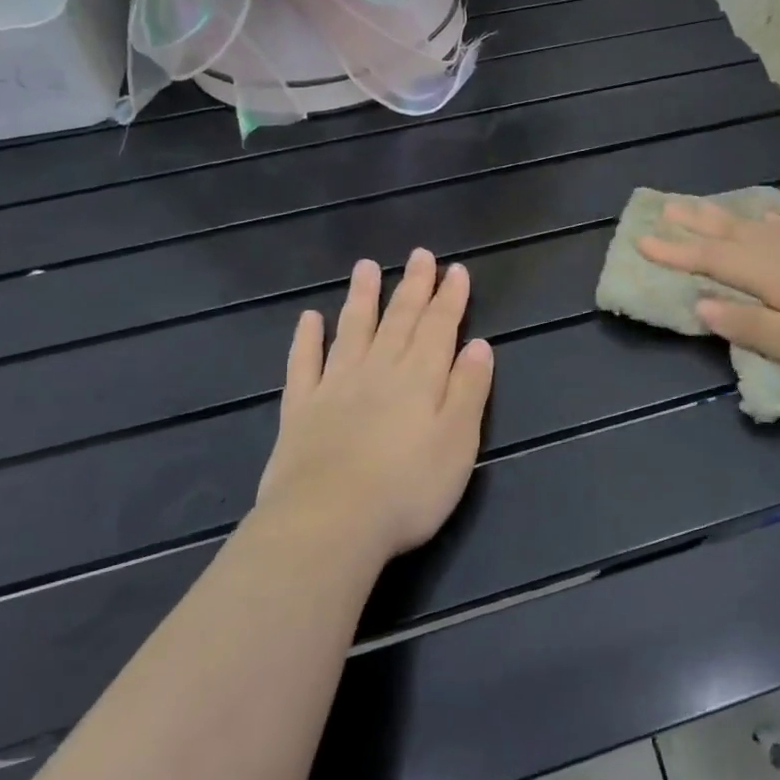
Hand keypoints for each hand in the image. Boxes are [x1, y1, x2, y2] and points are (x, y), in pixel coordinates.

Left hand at [257, 249, 493, 563]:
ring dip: (361, 298)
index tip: (456, 270)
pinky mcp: (299, 411)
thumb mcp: (458, 443)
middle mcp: (378, 370)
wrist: (328, 524)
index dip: (449, 298)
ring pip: (352, 330)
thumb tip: (479, 346)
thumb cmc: (408, 489)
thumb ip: (469, 391)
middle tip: (419, 255)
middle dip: (412, 286)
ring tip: (366, 267)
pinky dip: (307, 339)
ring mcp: (334, 387)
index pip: (439, 327)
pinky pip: (303, 364)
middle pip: (399, 320)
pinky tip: (310, 319)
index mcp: (420, 378)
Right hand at [638, 203, 779, 408]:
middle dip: (698, 224)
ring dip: (729, 219)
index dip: (678, 253)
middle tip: (665, 207)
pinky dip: (770, 221)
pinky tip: (772, 220)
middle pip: (738, 234)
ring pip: (764, 228)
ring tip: (705, 209)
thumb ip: (753, 326)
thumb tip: (701, 305)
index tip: (642, 241)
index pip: (717, 260)